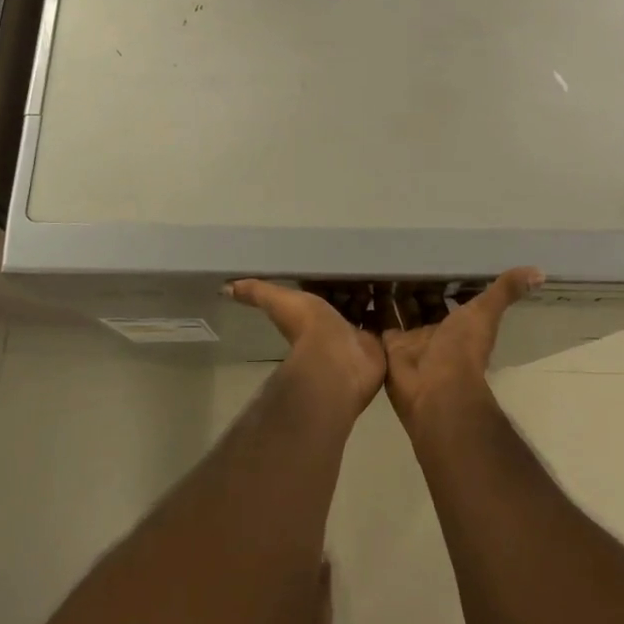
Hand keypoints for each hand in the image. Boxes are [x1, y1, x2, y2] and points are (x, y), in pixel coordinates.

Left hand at [227, 280, 387, 417]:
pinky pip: (386, 322)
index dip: (332, 278)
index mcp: (313, 312)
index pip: (324, 290)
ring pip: (368, 309)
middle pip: (347, 299)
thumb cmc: (309, 330)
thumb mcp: (280, 302)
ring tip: (388, 274)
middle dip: (356, 285)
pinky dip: (390, 309)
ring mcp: (358, 334)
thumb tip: (224, 286)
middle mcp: (335, 323)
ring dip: (374, 295)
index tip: (343, 260)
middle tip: (371, 264)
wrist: (337, 363)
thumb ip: (256, 293)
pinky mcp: (378, 343)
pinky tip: (399, 291)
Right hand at [382, 268, 542, 431]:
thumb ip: (505, 291)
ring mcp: (410, 340)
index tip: (431, 255)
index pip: (449, 295)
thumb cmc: (462, 349)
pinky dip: (370, 307)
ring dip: (390, 292)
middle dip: (412, 284)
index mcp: (458, 323)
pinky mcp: (387, 346)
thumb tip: (541, 272)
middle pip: (421, 302)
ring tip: (375, 264)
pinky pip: (377, 323)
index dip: (442, 279)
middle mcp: (434, 331)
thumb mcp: (485, 313)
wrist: (436, 389)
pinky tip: (359, 284)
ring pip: (398, 310)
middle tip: (396, 255)